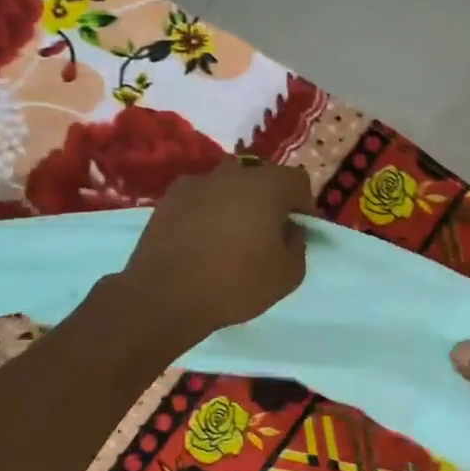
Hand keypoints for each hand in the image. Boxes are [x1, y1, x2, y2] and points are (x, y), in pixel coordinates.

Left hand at [117, 159, 314, 343]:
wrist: (165, 296)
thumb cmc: (235, 284)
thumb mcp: (288, 274)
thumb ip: (298, 244)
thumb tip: (289, 229)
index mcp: (267, 186)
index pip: (297, 182)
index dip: (304, 205)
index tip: (301, 229)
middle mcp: (232, 174)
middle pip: (262, 178)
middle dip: (271, 200)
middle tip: (269, 231)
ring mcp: (197, 182)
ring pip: (228, 186)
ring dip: (237, 203)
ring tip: (232, 235)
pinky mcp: (169, 198)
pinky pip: (201, 198)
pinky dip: (208, 211)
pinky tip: (202, 239)